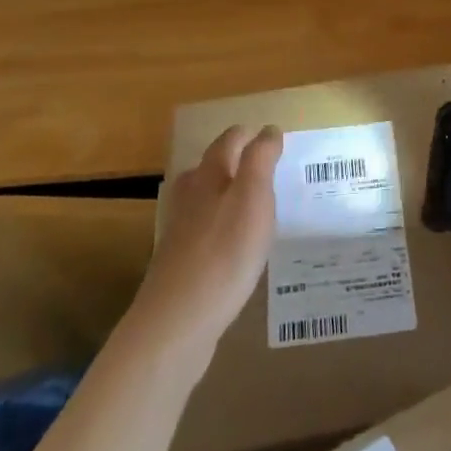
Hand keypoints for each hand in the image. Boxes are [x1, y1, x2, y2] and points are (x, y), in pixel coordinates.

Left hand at [131, 125, 282, 353]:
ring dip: (226, 196)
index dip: (250, 136)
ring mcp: (179, 230)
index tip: (272, 139)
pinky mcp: (178, 263)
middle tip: (265, 171)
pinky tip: (232, 248)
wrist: (177, 322)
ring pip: (204, 199)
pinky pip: (203, 232)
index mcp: (209, 175)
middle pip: (211, 167)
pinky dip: (219, 228)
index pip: (229, 140)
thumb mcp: (253, 197)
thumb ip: (261, 160)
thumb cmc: (224, 252)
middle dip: (236, 163)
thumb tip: (268, 129)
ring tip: (252, 207)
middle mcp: (189, 195)